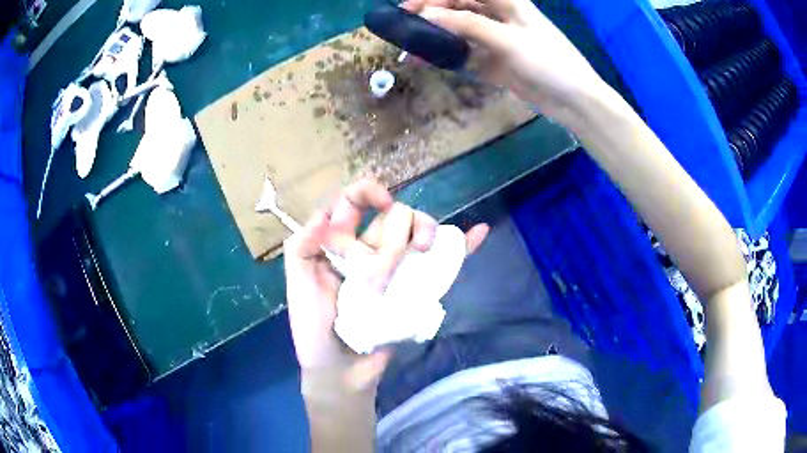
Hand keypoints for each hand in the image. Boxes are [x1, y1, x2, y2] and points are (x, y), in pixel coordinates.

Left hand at [284, 177, 488, 397]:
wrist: (342, 370)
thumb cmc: (314, 330)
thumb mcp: (298, 288)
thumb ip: (300, 249)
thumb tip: (323, 215)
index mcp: (340, 244)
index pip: (354, 202)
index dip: (369, 192)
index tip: (383, 204)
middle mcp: (370, 249)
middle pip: (396, 215)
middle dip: (400, 228)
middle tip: (391, 266)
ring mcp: (397, 268)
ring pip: (419, 231)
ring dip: (430, 228)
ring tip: (429, 248)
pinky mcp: (416, 287)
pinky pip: (442, 262)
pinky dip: (462, 246)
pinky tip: (479, 232)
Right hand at [402, 0, 605, 120]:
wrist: (574, 102)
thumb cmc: (549, 62)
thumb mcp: (507, 40)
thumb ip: (467, 25)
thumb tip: (426, 15)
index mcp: (507, 2)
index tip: (409, 8)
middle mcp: (499, 17)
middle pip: (458, 9)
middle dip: (432, 16)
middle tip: (404, 29)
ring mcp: (497, 40)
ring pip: (460, 32)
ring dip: (437, 39)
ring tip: (410, 50)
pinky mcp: (496, 62)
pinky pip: (466, 55)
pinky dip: (448, 58)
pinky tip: (429, 62)